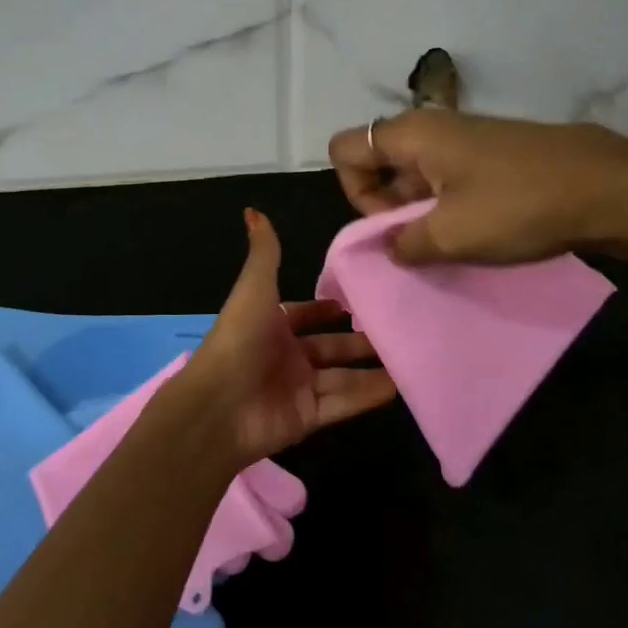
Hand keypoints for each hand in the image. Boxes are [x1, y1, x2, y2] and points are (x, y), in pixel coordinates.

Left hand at [173, 209, 396, 464]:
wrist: (218, 407)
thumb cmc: (239, 340)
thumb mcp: (254, 289)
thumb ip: (264, 253)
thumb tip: (253, 210)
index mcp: (269, 324)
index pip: (303, 314)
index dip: (325, 309)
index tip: (355, 304)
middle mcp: (284, 355)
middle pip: (329, 347)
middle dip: (358, 340)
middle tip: (396, 331)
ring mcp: (297, 388)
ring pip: (342, 376)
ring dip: (372, 369)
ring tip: (409, 358)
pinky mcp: (308, 417)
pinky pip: (344, 402)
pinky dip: (369, 395)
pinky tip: (400, 386)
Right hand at [328, 110, 627, 266]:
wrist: (611, 187)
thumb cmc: (518, 206)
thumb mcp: (450, 236)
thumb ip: (403, 243)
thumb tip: (392, 245)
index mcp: (412, 134)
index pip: (345, 149)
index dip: (355, 192)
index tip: (391, 224)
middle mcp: (433, 127)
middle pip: (379, 161)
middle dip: (387, 207)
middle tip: (420, 242)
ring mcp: (468, 138)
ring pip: (417, 173)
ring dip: (420, 212)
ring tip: (451, 245)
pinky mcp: (495, 154)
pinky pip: (450, 177)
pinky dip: (450, 206)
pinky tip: (480, 233)